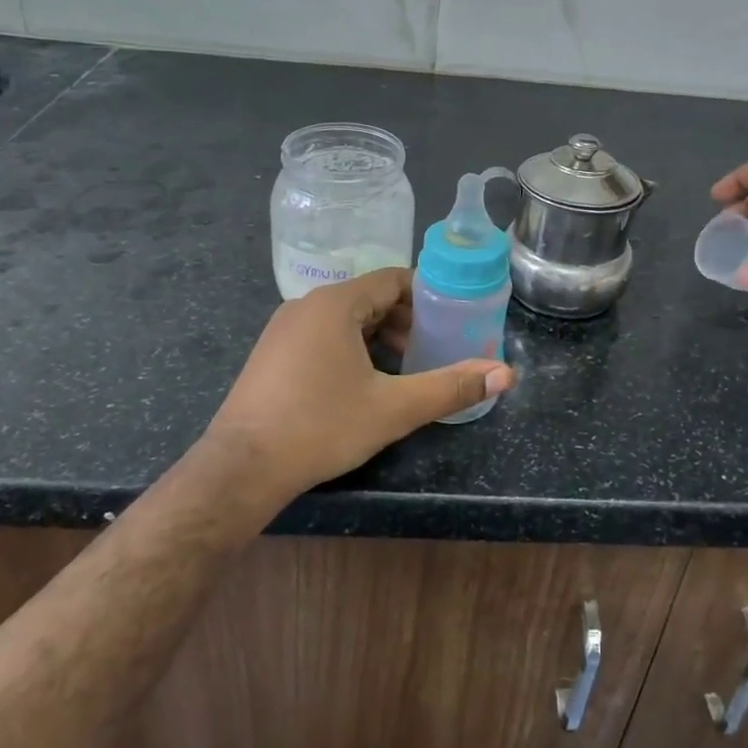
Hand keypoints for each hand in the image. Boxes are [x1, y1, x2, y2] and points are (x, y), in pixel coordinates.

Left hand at [204, 269, 514, 502]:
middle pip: (370, 297)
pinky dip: (349, 346)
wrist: (241, 468)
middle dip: (405, 320)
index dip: (427, 295)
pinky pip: (321, 334)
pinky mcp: (271, 353)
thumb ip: (451, 387)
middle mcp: (306, 305)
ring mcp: (283, 328)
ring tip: (403, 368)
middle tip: (432, 349)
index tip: (452, 319)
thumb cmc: (320, 427)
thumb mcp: (394, 408)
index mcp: (336, 304)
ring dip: (379, 336)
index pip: (393, 279)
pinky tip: (360, 382)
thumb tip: (506, 374)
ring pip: (345, 318)